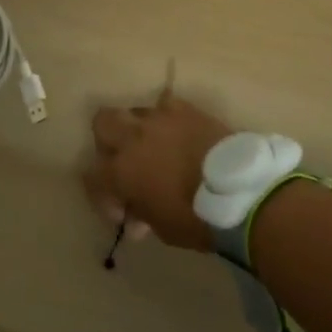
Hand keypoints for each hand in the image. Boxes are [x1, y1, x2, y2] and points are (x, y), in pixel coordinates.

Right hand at [84, 88, 232, 252]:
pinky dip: (168, 118)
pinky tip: (178, 132)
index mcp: (120, 171)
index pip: (92, 177)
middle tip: (125, 161)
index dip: (103, 196)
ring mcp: (159, 119)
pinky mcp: (186, 110)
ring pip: (134, 111)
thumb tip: (135, 219)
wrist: (239, 191)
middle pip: (102, 123)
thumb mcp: (162, 227)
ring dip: (138, 129)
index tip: (123, 211)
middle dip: (107, 141)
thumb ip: (142, 215)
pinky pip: (167, 104)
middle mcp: (132, 138)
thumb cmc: (196, 217)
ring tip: (154, 146)